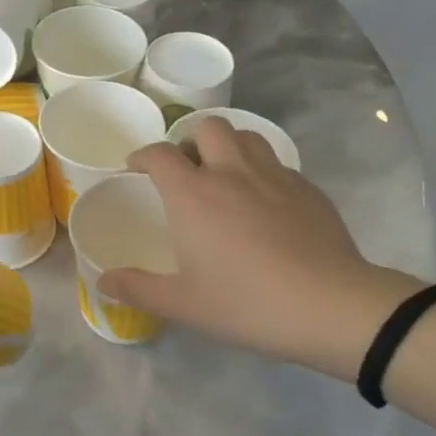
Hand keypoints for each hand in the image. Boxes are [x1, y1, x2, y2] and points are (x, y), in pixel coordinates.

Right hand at [99, 122, 425, 380]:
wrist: (333, 308)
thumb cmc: (247, 302)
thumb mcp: (183, 303)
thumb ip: (137, 288)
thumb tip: (103, 282)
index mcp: (193, 194)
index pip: (159, 154)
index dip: (142, 156)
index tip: (135, 168)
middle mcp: (230, 172)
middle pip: (207, 127)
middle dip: (190, 139)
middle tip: (185, 167)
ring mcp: (275, 177)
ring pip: (246, 136)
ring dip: (228, 146)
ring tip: (223, 173)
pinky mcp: (308, 189)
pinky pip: (277, 163)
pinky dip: (261, 170)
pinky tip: (264, 202)